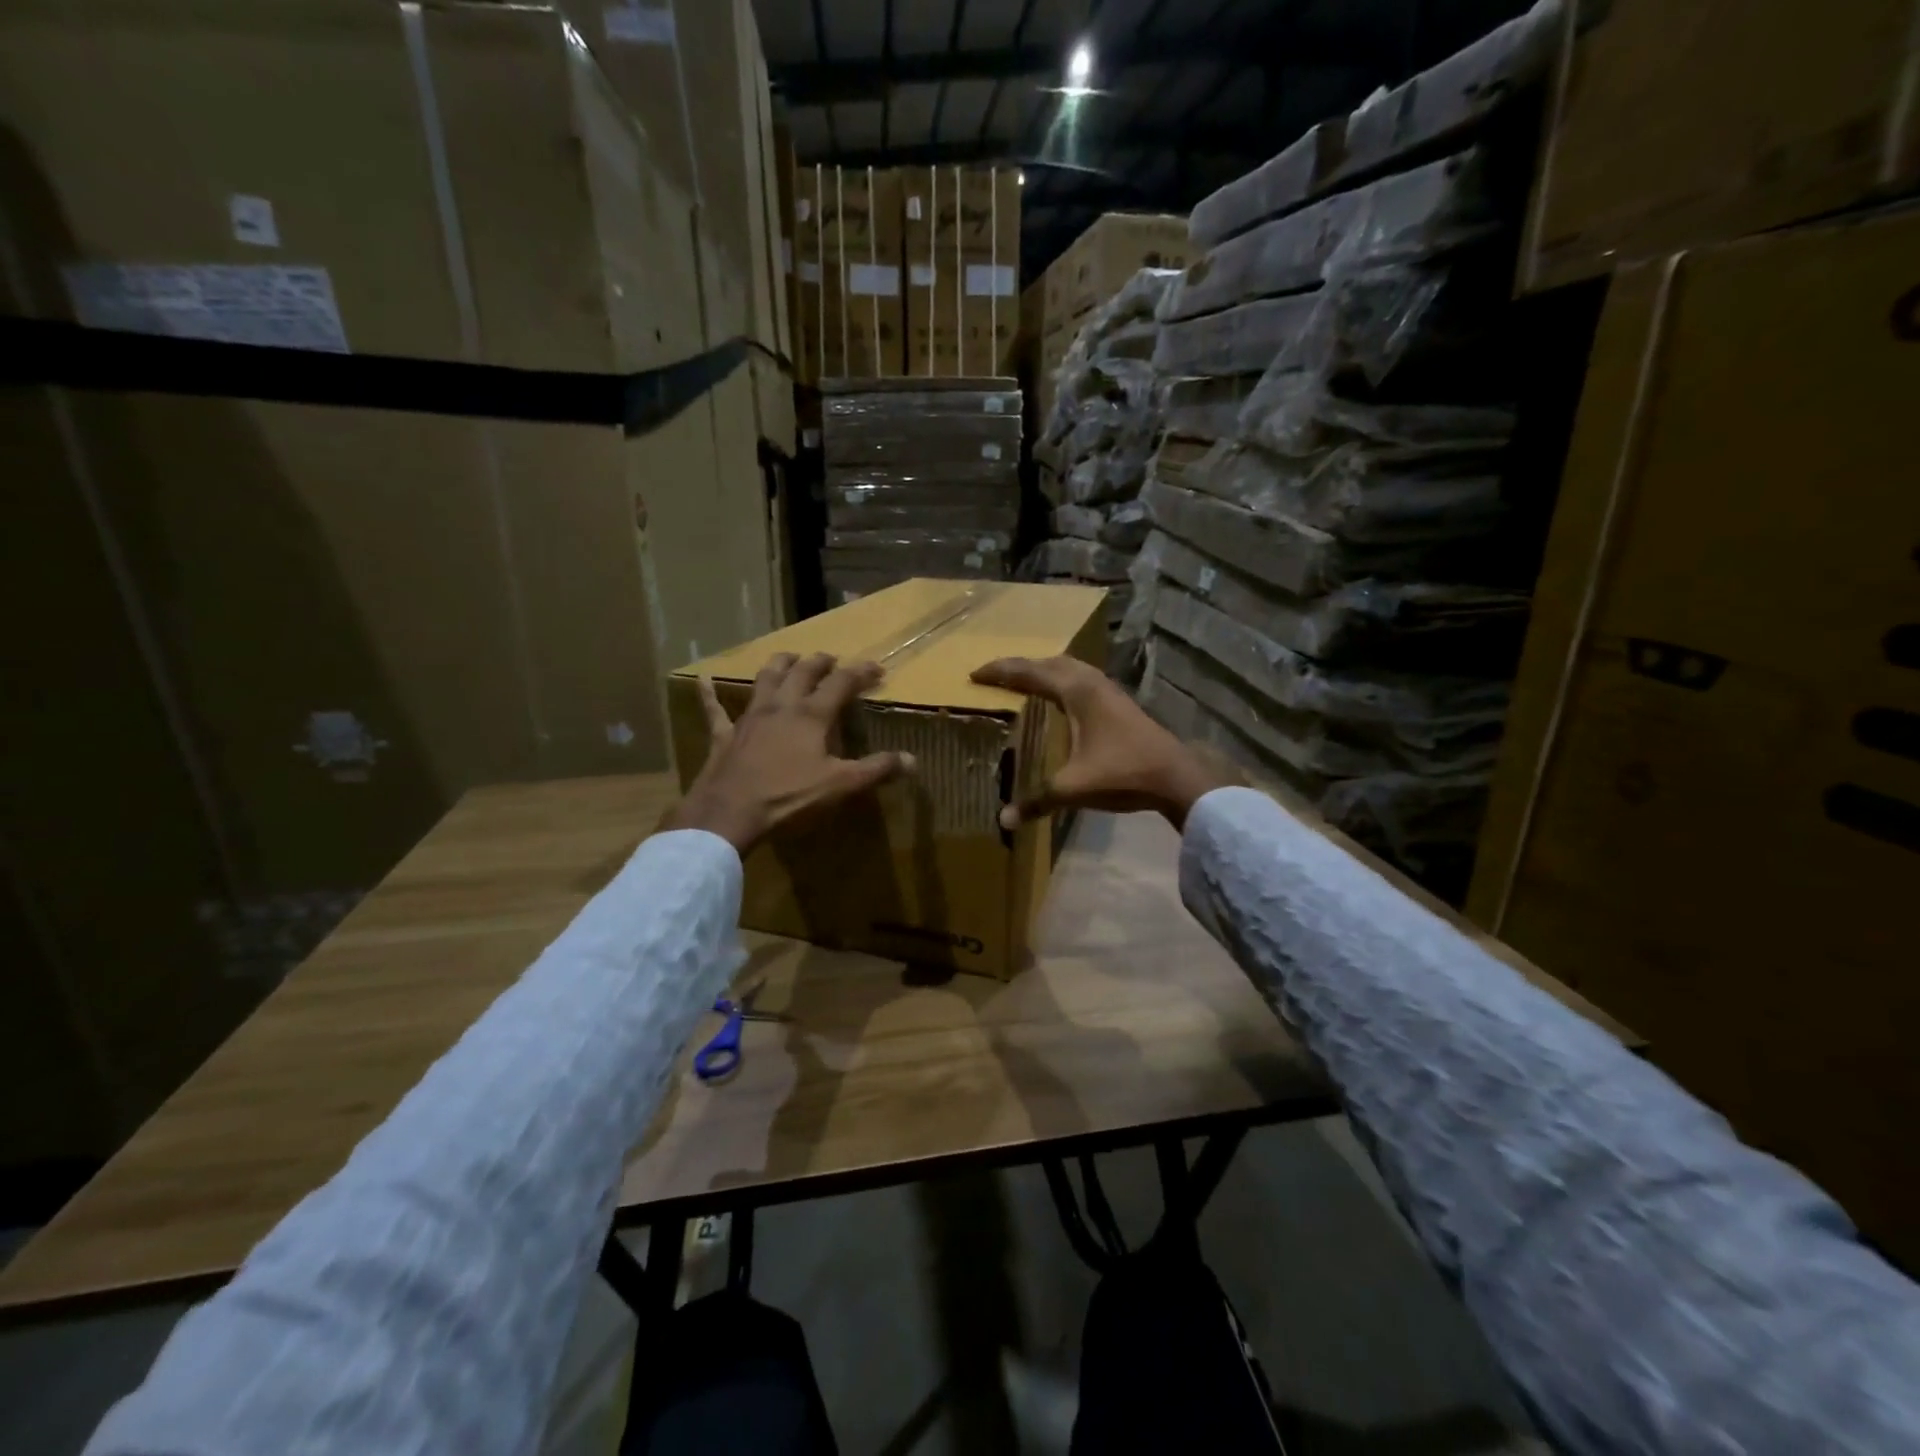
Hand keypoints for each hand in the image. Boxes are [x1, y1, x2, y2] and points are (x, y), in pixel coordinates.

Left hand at [664, 652, 913, 854]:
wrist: (730, 813)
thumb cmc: (789, 797)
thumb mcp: (840, 786)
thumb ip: (876, 770)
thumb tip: (912, 760)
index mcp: (812, 715)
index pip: (842, 683)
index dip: (861, 672)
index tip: (877, 668)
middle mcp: (781, 706)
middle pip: (803, 672)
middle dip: (820, 662)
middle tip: (831, 659)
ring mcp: (750, 717)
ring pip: (765, 679)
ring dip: (779, 665)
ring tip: (789, 658)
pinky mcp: (725, 734)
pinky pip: (715, 709)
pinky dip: (710, 693)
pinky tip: (703, 679)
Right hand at [970, 656, 1231, 830]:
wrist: (1177, 777)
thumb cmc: (1123, 773)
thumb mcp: (1074, 788)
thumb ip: (1037, 801)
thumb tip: (1003, 820)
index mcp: (1077, 692)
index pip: (1030, 673)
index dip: (1001, 672)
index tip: (974, 674)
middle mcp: (1092, 683)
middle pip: (1050, 663)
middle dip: (1020, 666)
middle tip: (995, 675)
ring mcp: (1109, 691)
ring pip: (1070, 669)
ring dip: (1044, 670)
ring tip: (1024, 681)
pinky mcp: (1120, 704)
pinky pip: (1082, 680)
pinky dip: (1063, 681)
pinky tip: (1062, 700)